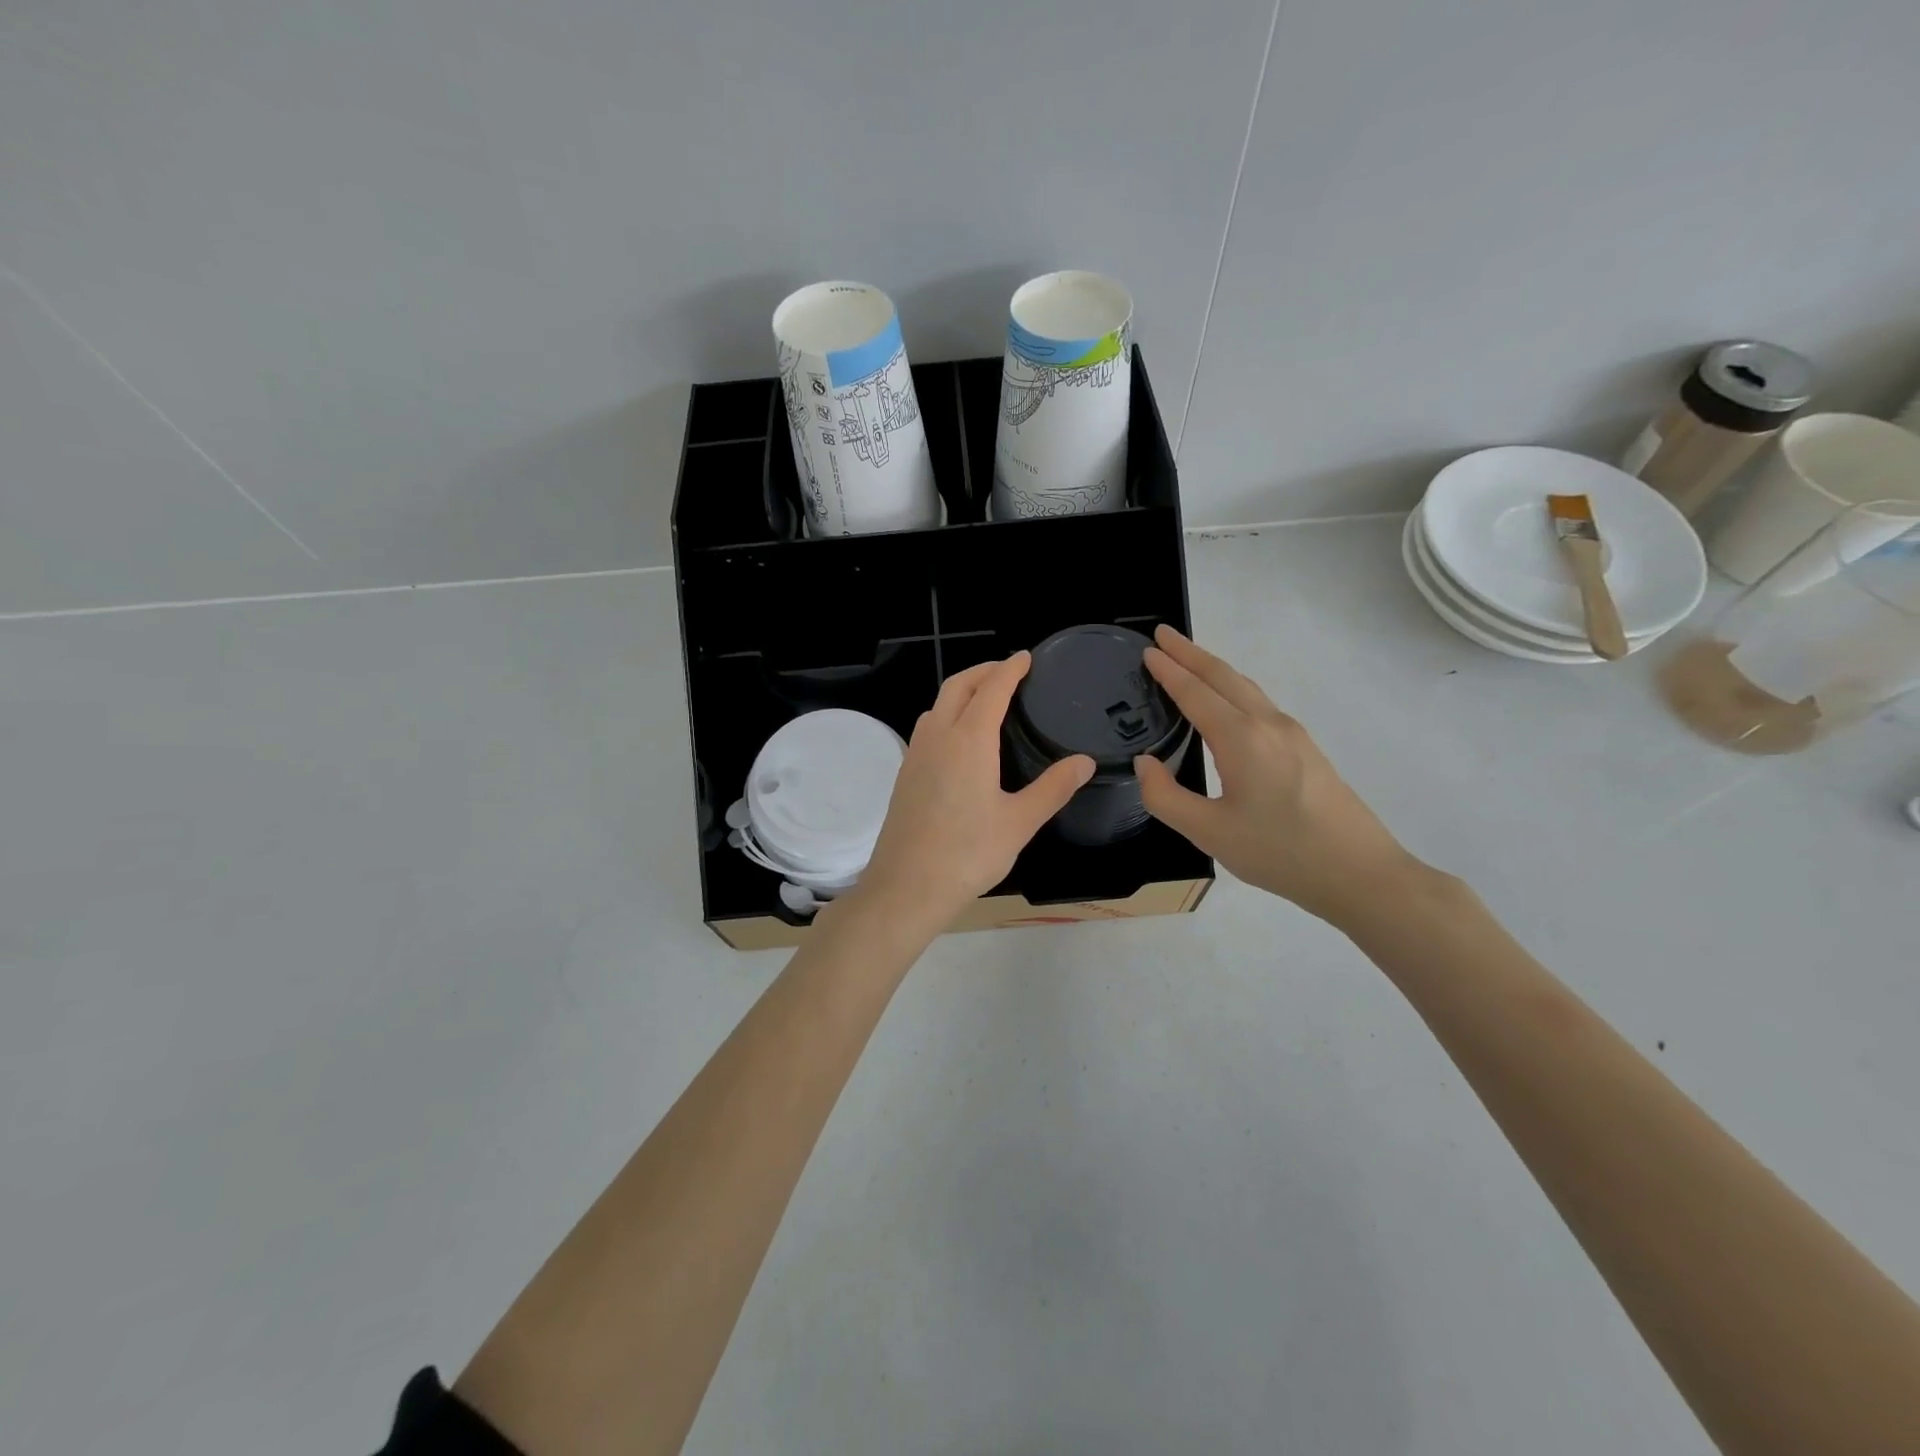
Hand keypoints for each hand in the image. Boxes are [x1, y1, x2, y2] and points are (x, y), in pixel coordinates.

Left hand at [849, 653, 1094, 933]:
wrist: (906, 886)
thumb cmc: (968, 853)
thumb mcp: (1020, 822)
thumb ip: (1054, 788)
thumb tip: (1085, 761)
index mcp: (969, 740)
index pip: (991, 689)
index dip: (1009, 669)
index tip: (1026, 657)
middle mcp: (938, 737)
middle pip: (958, 686)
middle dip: (983, 671)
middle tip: (1008, 671)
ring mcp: (916, 754)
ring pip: (938, 705)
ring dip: (962, 691)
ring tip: (987, 700)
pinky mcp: (905, 773)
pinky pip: (928, 727)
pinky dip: (947, 714)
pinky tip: (961, 739)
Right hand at [1135, 626, 1427, 927]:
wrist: (1359, 873)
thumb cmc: (1279, 853)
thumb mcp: (1209, 833)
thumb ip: (1166, 797)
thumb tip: (1144, 764)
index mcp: (1241, 739)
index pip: (1196, 693)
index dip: (1169, 671)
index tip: (1147, 649)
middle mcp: (1268, 724)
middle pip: (1224, 676)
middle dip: (1191, 653)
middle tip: (1163, 635)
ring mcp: (1292, 734)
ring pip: (1246, 687)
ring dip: (1213, 668)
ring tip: (1188, 660)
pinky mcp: (1305, 748)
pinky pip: (1259, 702)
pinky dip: (1233, 688)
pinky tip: (1226, 702)